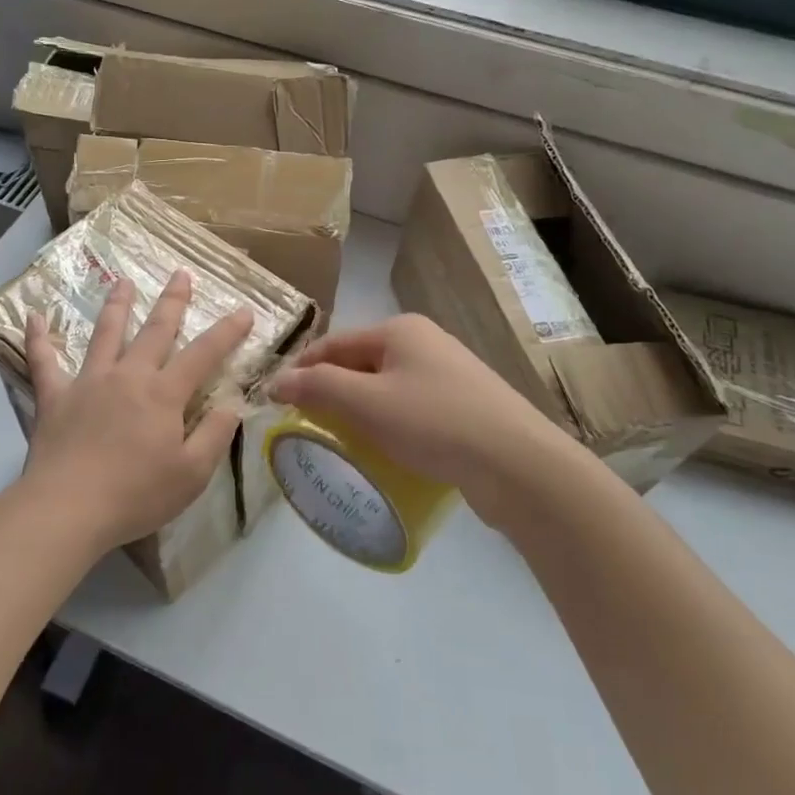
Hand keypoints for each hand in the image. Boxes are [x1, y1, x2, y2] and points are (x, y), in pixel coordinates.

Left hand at [15, 270, 252, 556]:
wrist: (68, 509)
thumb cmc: (135, 494)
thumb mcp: (192, 474)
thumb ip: (214, 435)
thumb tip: (232, 404)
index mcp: (164, 394)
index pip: (204, 354)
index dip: (227, 332)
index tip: (244, 311)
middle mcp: (128, 376)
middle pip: (155, 330)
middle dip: (172, 301)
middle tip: (180, 273)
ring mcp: (89, 382)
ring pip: (105, 334)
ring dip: (116, 305)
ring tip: (122, 281)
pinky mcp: (54, 397)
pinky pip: (43, 361)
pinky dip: (38, 338)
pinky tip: (33, 316)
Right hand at [269, 314, 578, 531]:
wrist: (517, 464)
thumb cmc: (434, 423)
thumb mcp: (366, 403)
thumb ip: (317, 388)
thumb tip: (277, 382)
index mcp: (399, 330)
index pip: (333, 344)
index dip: (301, 370)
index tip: (276, 402)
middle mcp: (424, 342)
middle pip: (359, 364)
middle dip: (331, 392)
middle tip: (307, 427)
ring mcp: (448, 373)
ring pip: (385, 388)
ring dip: (360, 412)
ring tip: (342, 443)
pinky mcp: (464, 404)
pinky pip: (411, 408)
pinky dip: (390, 424)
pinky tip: (385, 451)